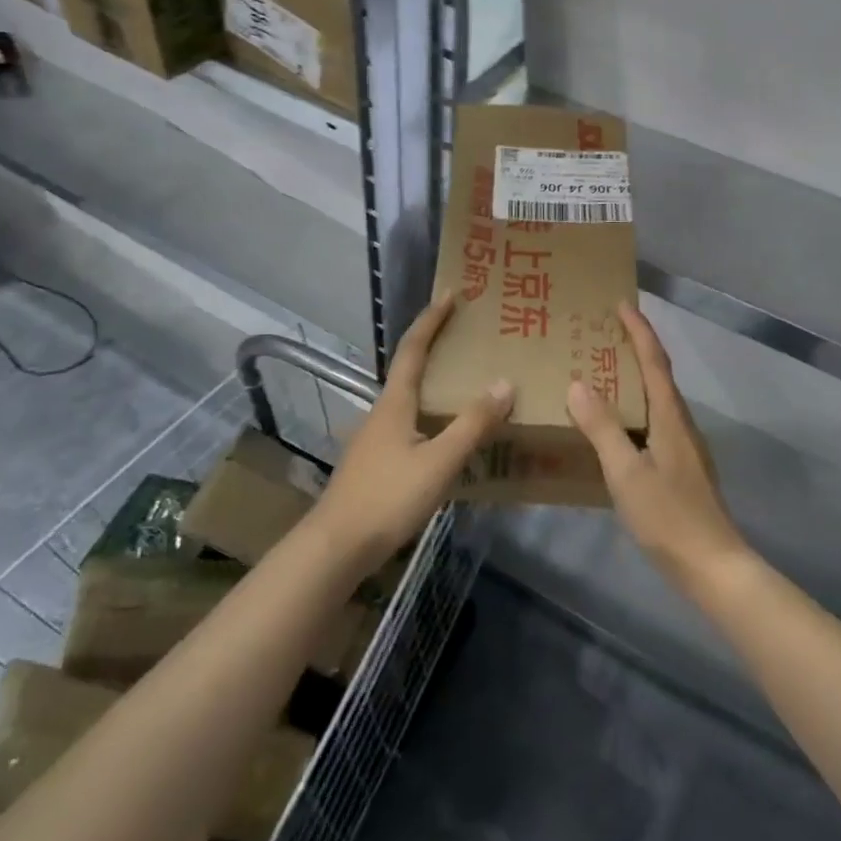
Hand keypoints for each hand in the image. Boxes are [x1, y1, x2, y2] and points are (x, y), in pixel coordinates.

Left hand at [308, 294, 514, 577]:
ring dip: (435, 382)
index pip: (413, 348)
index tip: (450, 294)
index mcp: (395, 402)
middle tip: (467, 334)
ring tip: (466, 381)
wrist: (336, 546)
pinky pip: (410, 423)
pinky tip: (448, 434)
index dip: (432, 320)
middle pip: (410, 368)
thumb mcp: (439, 461)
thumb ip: (472, 424)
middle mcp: (382, 412)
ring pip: (410, 398)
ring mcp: (376, 438)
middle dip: (435, 345)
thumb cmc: (387, 497)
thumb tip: (504, 382)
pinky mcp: (376, 462)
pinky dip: (432, 414)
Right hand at [567, 301, 750, 590]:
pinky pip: (653, 422)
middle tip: (604, 333)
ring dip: (635, 378)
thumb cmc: (668, 517)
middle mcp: (680, 424)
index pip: (654, 362)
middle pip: (659, 375)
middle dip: (636, 348)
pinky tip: (615, 426)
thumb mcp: (627, 473)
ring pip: (657, 400)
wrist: (713, 567)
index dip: (639, 331)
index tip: (622, 303)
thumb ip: (602, 428)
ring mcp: (683, 448)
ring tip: (603, 372)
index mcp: (670, 418)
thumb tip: (578, 383)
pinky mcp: (680, 468)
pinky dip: (634, 408)